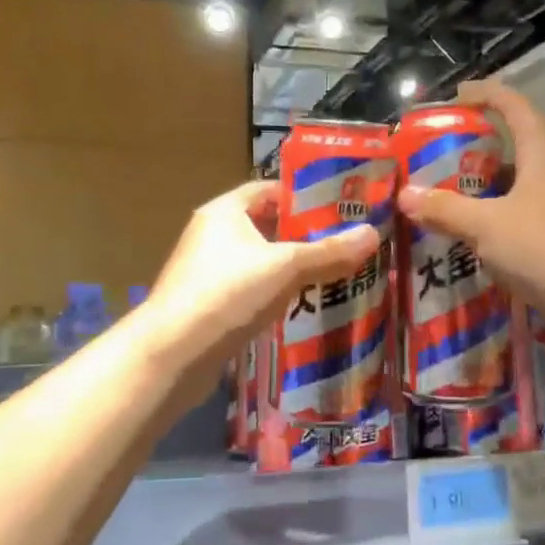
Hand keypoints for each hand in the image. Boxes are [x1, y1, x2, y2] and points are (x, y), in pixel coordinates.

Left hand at [140, 180, 378, 382]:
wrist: (172, 355)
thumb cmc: (227, 294)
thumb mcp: (285, 268)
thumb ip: (328, 252)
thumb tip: (372, 233)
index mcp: (224, 212)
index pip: (268, 190)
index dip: (303, 196)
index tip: (339, 208)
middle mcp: (212, 235)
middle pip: (266, 226)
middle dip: (303, 236)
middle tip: (345, 244)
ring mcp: (207, 272)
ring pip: (259, 262)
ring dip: (290, 269)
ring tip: (333, 275)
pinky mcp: (208, 305)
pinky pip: (250, 291)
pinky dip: (274, 294)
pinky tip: (301, 307)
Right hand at [397, 80, 544, 358]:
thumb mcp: (486, 226)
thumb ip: (445, 210)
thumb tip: (405, 195)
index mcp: (542, 157)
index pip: (516, 108)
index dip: (489, 94)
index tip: (458, 95)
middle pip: (517, 148)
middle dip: (479, 147)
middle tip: (440, 154)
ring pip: (518, 188)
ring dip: (485, 189)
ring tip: (445, 196)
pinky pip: (520, 222)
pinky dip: (494, 223)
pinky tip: (470, 240)